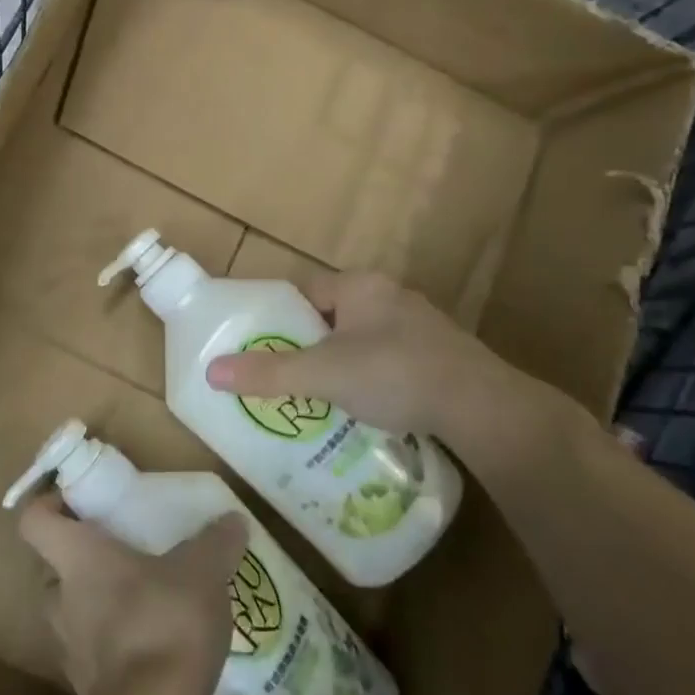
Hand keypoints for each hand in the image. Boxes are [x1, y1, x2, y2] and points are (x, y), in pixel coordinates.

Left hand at [17, 494, 245, 694]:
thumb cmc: (165, 622)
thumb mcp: (202, 570)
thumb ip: (217, 542)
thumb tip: (234, 520)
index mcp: (77, 558)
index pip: (34, 522)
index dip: (47, 505)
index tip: (76, 502)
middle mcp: (62, 600)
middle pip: (52, 570)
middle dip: (80, 562)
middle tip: (119, 554)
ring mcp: (71, 651)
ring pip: (72, 615)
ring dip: (98, 608)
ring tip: (144, 602)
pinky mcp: (90, 693)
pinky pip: (96, 658)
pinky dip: (116, 650)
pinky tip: (156, 648)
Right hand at [204, 272, 577, 462]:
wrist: (483, 408)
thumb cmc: (394, 374)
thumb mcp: (323, 374)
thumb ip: (269, 373)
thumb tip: (211, 371)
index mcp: (360, 286)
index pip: (307, 291)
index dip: (283, 317)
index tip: (268, 346)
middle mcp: (391, 295)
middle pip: (334, 315)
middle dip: (312, 344)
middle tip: (292, 376)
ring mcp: (422, 324)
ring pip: (365, 338)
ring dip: (345, 362)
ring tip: (325, 395)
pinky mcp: (442, 354)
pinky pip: (393, 358)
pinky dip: (376, 377)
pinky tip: (371, 406)